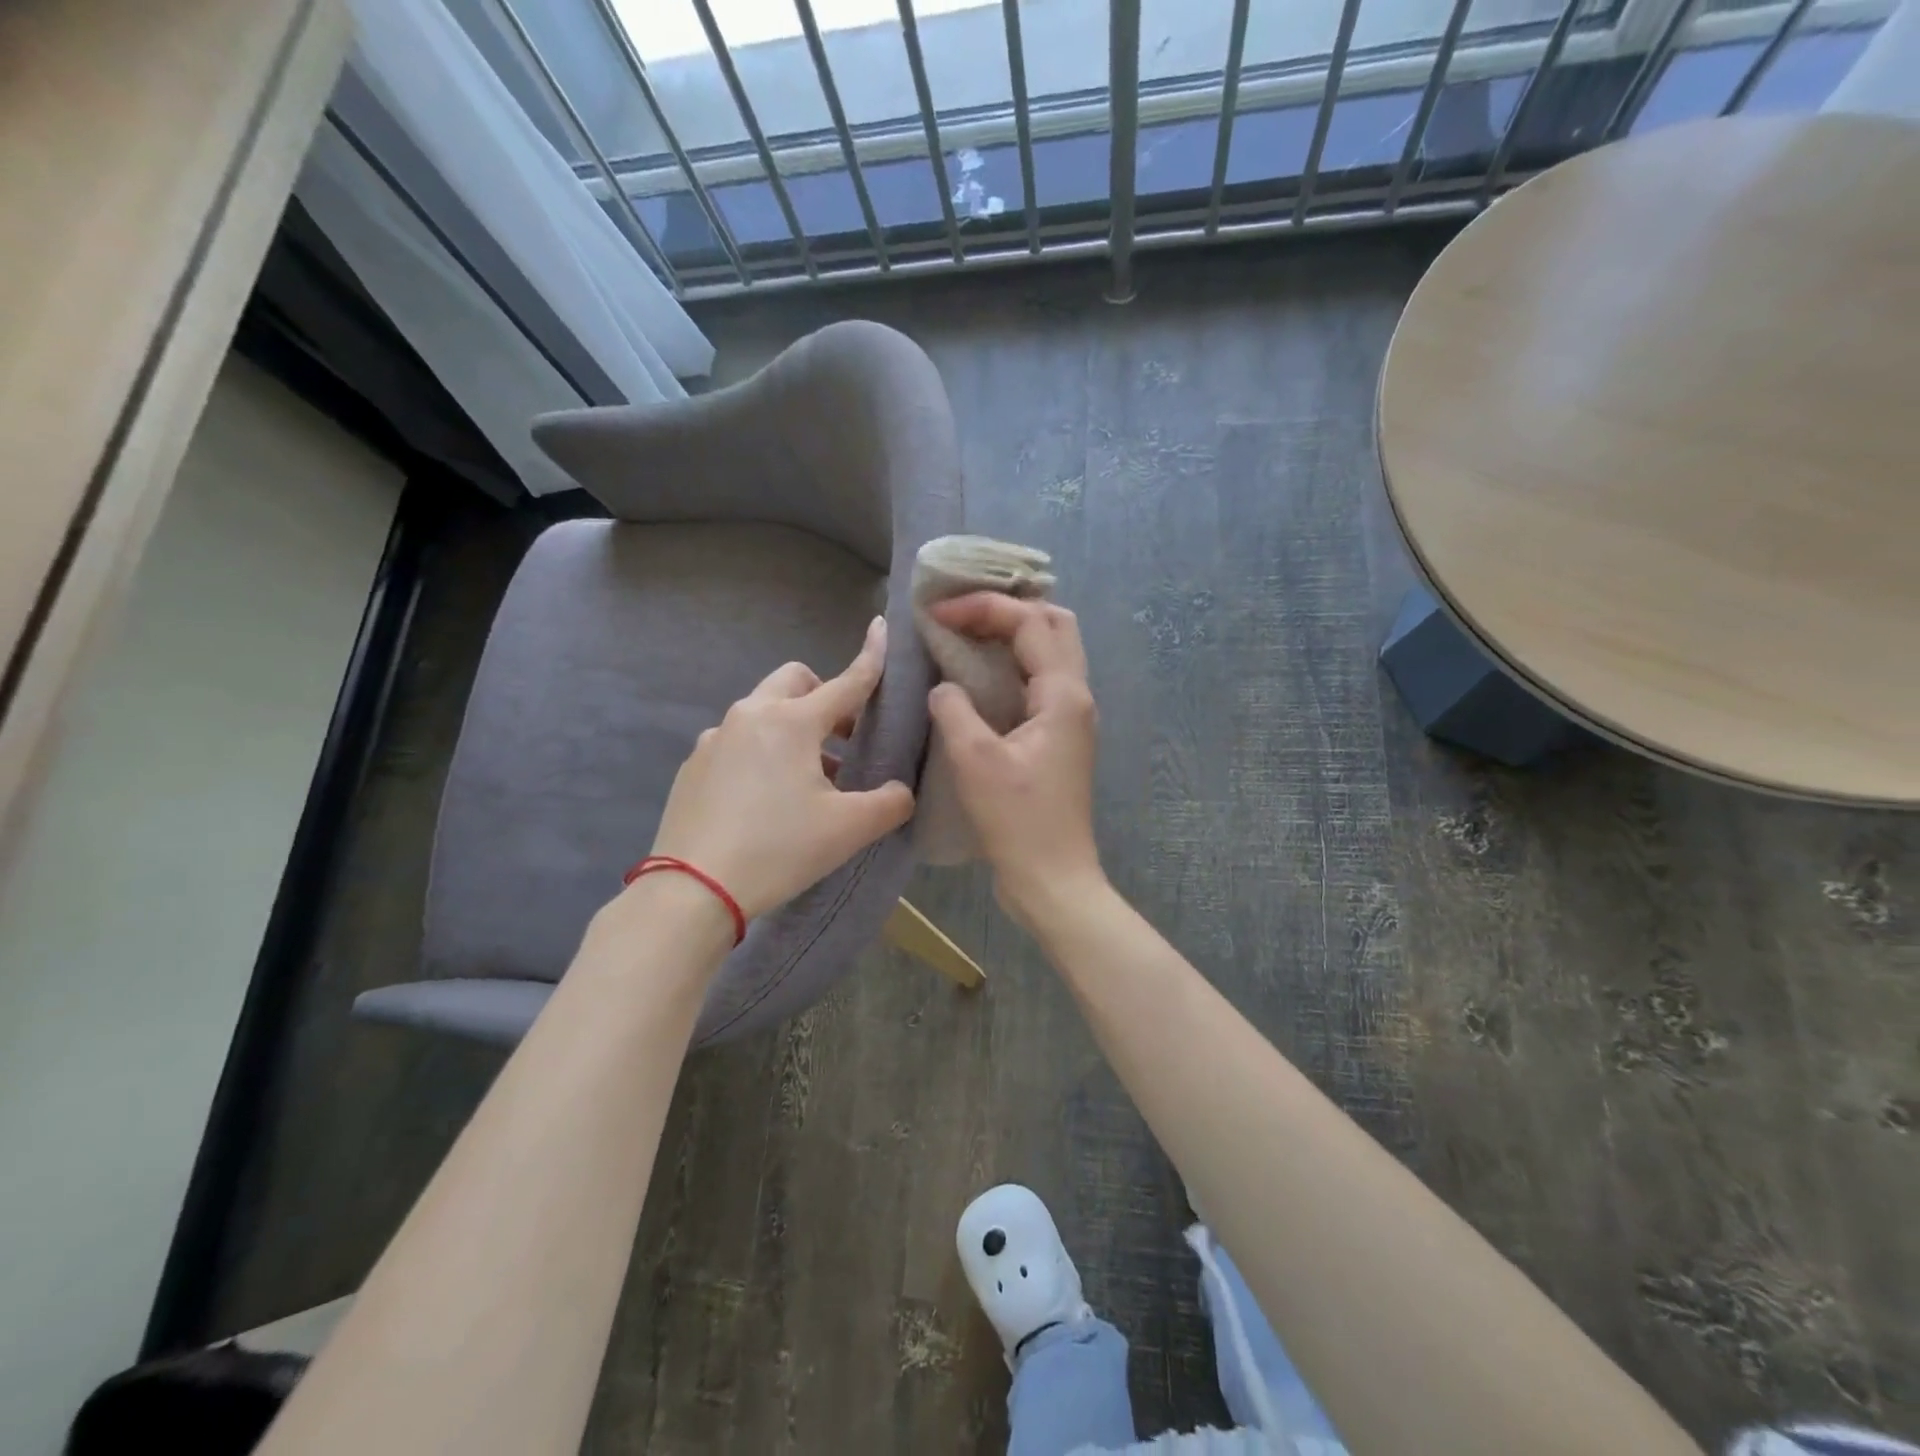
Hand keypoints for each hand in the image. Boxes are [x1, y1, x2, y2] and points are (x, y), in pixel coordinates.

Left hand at [645, 617, 914, 921]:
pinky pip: (737, 741)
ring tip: (808, 778)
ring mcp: (715, 739)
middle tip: (843, 738)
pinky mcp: (694, 765)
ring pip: (763, 711)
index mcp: (792, 722)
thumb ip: (890, 803)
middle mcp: (750, 716)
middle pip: (795, 681)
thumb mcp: (848, 830)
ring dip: (792, 728)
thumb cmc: (778, 849)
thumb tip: (901, 791)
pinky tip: (766, 798)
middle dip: (823, 696)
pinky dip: (761, 751)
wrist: (692, 890)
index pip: (845, 682)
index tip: (881, 628)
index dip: (870, 658)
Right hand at [926, 595, 1104, 924]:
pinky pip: (1039, 682)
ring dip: (1011, 635)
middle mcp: (1076, 696)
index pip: (1029, 622)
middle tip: (961, 614)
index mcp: (1063, 694)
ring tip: (966, 634)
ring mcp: (1071, 718)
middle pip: (1054, 625)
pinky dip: (1010, 665)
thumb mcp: (975, 760)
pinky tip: (977, 677)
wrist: (1052, 879)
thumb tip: (944, 687)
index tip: (936, 613)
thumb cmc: (1017, 820)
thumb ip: (954, 709)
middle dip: (1007, 609)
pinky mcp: (1059, 738)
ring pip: (1050, 652)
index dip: (983, 608)